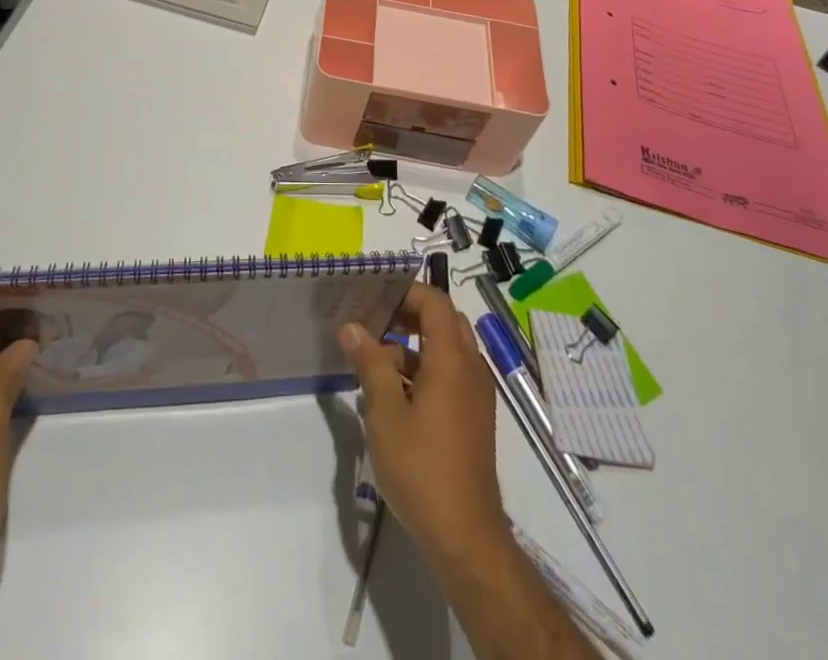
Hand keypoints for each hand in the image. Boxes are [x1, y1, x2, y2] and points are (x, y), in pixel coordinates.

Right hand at [339, 284, 506, 567]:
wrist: (465, 535)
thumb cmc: (422, 467)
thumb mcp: (385, 413)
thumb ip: (370, 363)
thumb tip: (351, 327)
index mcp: (452, 358)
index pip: (434, 301)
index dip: (406, 292)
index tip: (374, 297)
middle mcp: (470, 367)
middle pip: (443, 321)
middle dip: (408, 316)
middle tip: (373, 323)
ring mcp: (476, 394)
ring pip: (446, 349)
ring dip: (414, 346)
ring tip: (373, 362)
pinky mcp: (474, 417)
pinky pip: (451, 374)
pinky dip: (425, 370)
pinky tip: (393, 396)